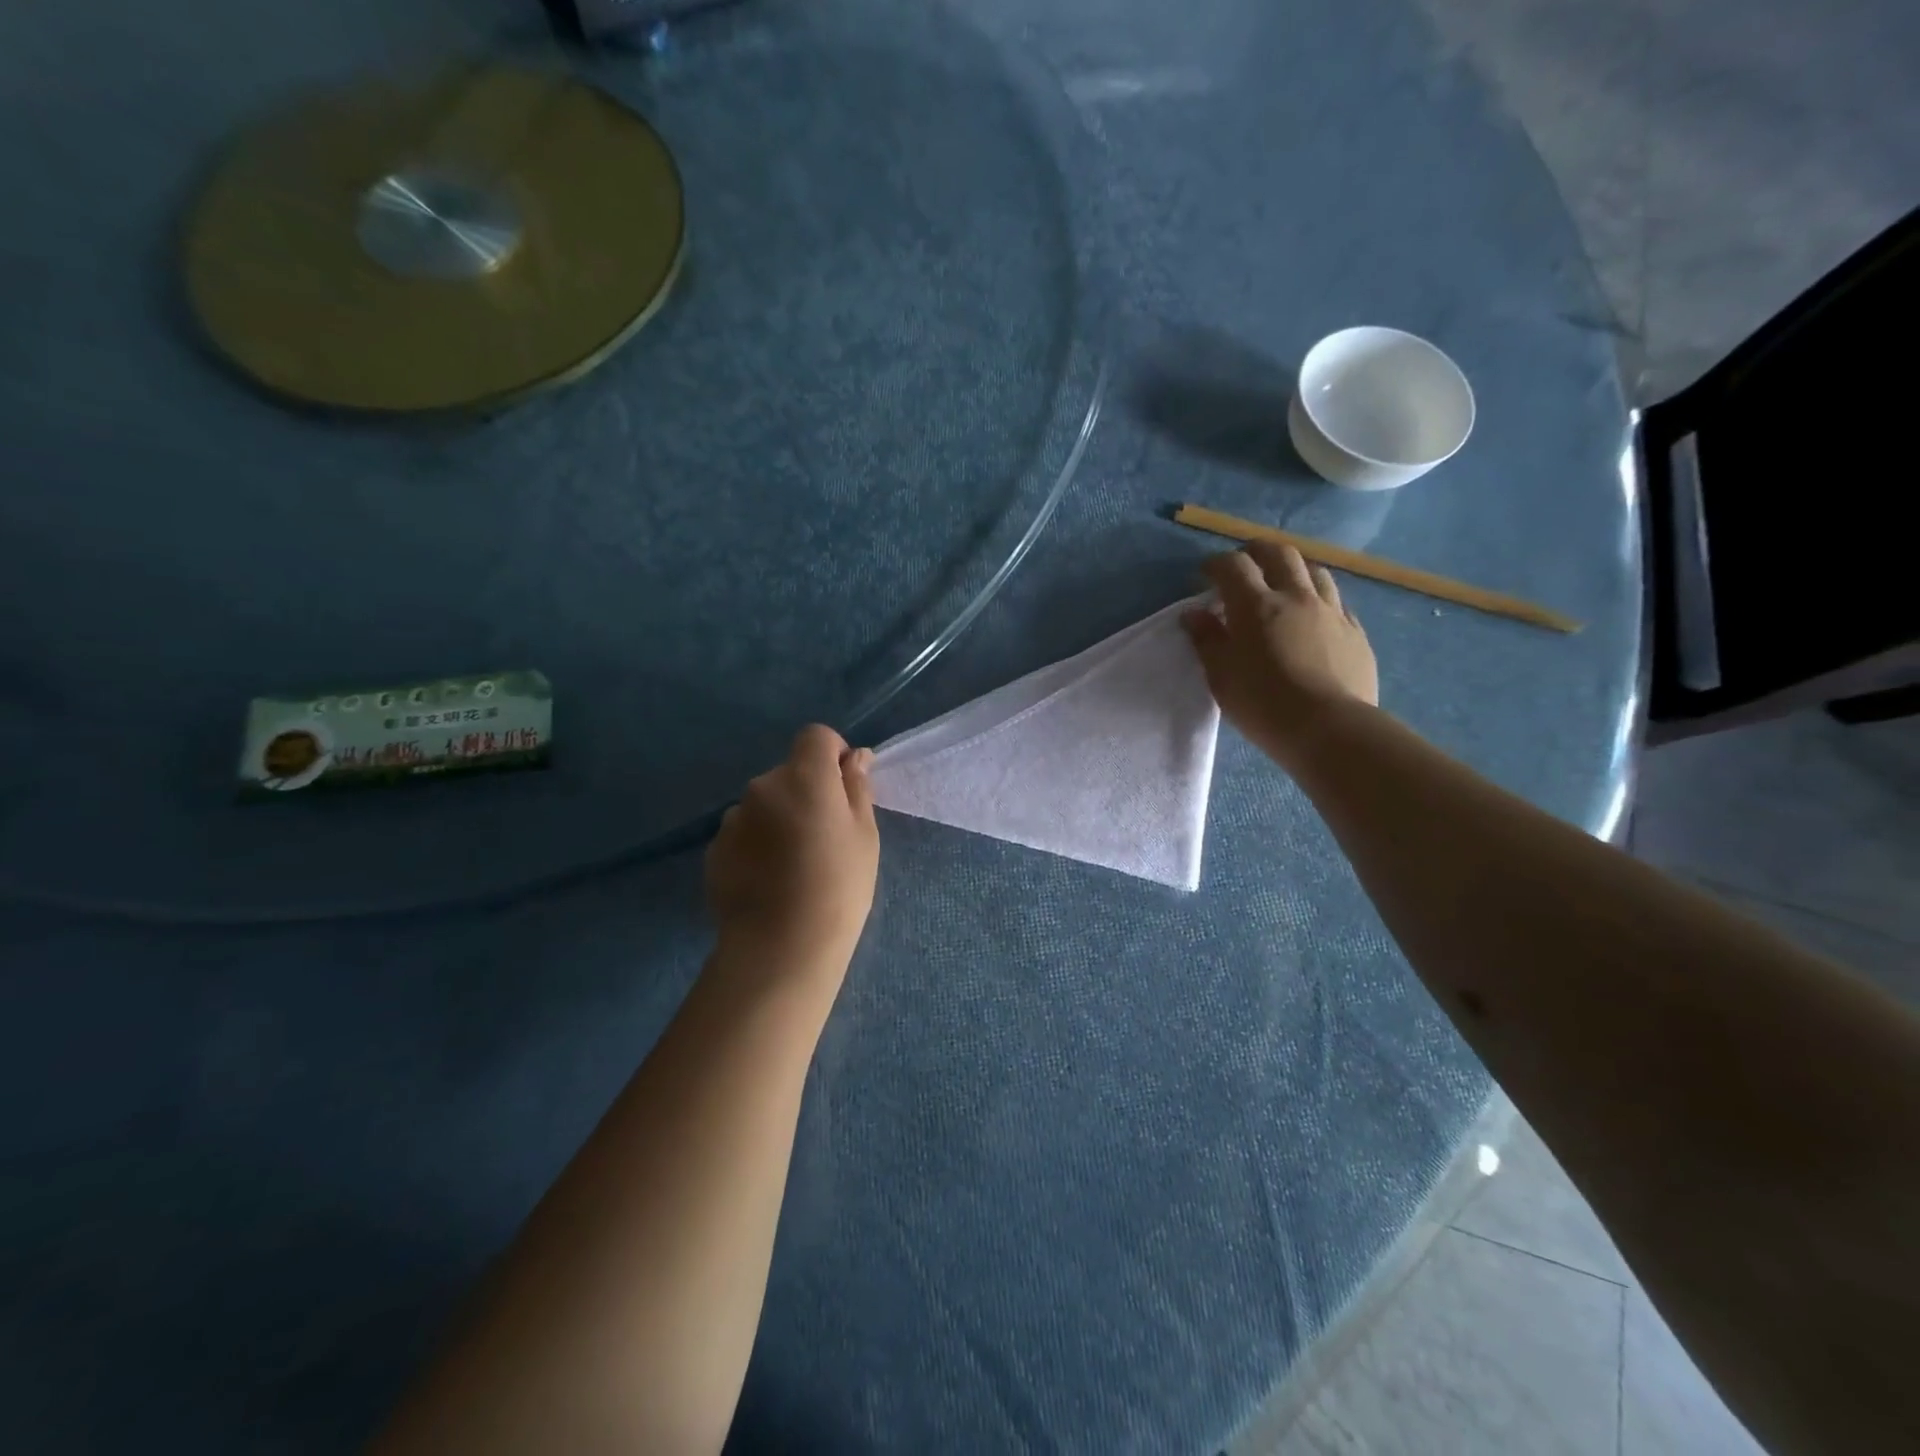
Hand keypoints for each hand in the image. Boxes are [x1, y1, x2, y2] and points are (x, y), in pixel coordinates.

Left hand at [705, 725, 879, 985]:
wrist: (781, 946)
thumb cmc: (838, 886)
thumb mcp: (864, 835)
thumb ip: (857, 788)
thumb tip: (855, 758)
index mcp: (804, 777)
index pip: (815, 736)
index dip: (833, 754)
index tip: (845, 788)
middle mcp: (762, 786)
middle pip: (789, 773)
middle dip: (807, 792)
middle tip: (825, 838)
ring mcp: (733, 819)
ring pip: (764, 805)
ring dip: (779, 819)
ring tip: (794, 867)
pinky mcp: (714, 851)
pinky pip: (744, 834)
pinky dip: (757, 846)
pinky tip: (770, 882)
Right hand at [1182, 543, 1379, 768]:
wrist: (1329, 729)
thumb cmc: (1263, 704)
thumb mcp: (1221, 676)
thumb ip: (1207, 640)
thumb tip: (1194, 614)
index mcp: (1257, 605)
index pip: (1233, 566)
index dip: (1217, 564)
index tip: (1206, 574)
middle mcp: (1296, 597)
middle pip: (1280, 554)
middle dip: (1258, 551)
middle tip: (1245, 563)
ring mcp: (1332, 612)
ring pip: (1315, 572)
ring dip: (1294, 571)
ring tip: (1283, 586)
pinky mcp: (1355, 632)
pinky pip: (1338, 603)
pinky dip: (1320, 601)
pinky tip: (1315, 618)